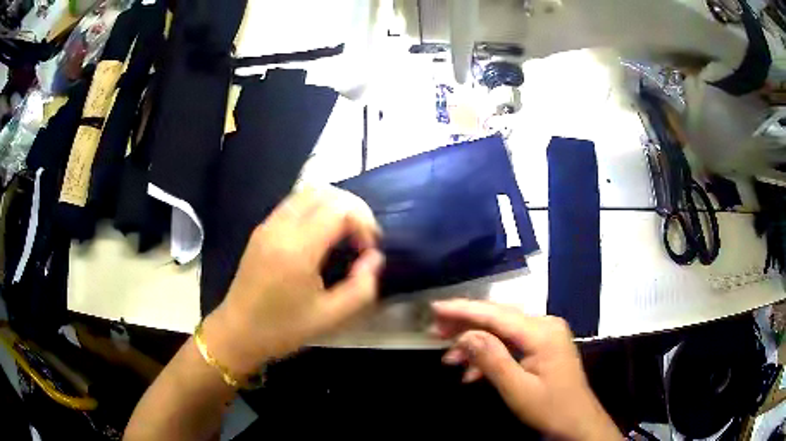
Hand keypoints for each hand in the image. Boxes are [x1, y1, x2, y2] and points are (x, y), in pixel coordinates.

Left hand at [202, 185, 383, 374]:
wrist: (238, 331)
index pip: (340, 209)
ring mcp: (268, 224)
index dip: (364, 223)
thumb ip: (361, 288)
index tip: (369, 250)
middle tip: (362, 238)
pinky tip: (322, 235)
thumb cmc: (283, 329)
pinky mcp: (262, 228)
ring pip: (308, 192)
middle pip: (325, 192)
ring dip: (334, 205)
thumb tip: (375, 258)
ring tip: (345, 234)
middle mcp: (280, 227)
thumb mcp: (330, 317)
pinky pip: (295, 203)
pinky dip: (317, 208)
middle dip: (353, 209)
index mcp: (297, 249)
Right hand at [432, 300, 620, 440]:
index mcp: (542, 332)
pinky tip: (472, 373)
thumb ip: (492, 359)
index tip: (435, 308)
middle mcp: (545, 325)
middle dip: (465, 326)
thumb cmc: (550, 408)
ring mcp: (545, 334)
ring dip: (475, 344)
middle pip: (498, 318)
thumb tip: (466, 334)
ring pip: (502, 331)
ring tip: (449, 359)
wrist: (578, 421)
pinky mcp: (543, 345)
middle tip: (434, 333)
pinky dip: (491, 355)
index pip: (496, 314)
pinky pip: (511, 344)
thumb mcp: (517, 389)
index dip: (463, 310)